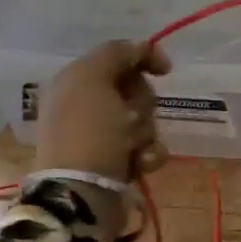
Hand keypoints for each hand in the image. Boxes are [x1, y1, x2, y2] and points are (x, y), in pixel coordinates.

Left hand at [35, 41, 172, 182]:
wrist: (82, 194)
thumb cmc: (88, 132)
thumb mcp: (93, 78)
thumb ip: (117, 53)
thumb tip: (141, 47)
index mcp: (75, 82)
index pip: (118, 57)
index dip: (143, 58)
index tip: (165, 70)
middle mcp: (87, 105)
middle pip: (135, 88)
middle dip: (141, 102)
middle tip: (130, 117)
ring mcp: (103, 136)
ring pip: (144, 119)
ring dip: (146, 131)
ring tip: (133, 148)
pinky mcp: (118, 162)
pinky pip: (148, 147)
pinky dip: (149, 154)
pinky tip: (140, 164)